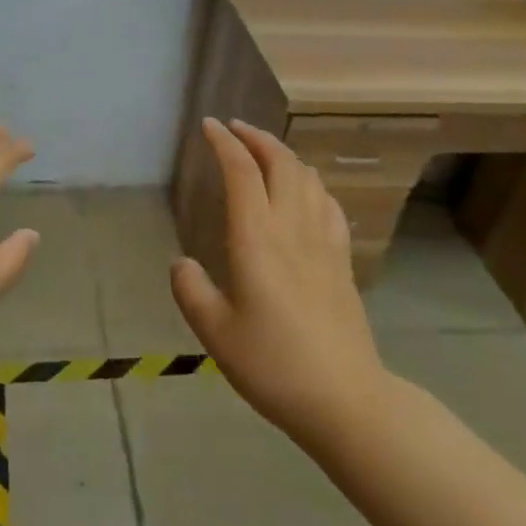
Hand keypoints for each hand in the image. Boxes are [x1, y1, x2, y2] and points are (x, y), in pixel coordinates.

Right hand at [171, 119, 387, 439]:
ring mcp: (323, 241)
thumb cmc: (274, 366)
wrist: (345, 398)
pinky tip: (306, 191)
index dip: (224, 142)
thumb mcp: (216, 335)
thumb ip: (192, 292)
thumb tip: (180, 263)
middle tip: (235, 129)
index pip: (241, 171)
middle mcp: (292, 227)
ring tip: (265, 153)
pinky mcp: (343, 259)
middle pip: (280, 161)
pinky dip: (311, 182)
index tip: (209, 126)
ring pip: (307, 177)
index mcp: (257, 239)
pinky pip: (328, 203)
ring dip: (284, 154)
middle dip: (256, 137)